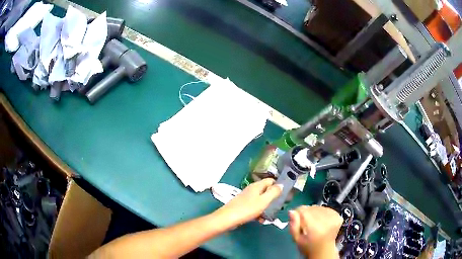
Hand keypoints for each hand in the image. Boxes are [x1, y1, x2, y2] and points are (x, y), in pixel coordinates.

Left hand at [213, 178, 281, 229]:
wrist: (227, 218)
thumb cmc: (248, 209)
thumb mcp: (264, 201)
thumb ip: (273, 192)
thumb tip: (281, 184)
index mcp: (257, 186)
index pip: (271, 180)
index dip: (278, 185)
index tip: (285, 194)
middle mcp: (251, 189)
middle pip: (266, 190)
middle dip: (273, 198)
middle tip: (280, 206)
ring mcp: (246, 197)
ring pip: (260, 200)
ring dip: (266, 207)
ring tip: (271, 216)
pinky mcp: (242, 205)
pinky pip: (254, 206)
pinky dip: (258, 211)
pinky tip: (260, 220)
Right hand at [289, 205, 341, 257]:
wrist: (323, 251)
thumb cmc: (308, 247)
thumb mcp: (296, 239)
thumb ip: (293, 226)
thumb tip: (292, 212)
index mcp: (314, 226)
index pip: (303, 209)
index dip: (297, 214)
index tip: (297, 221)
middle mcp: (325, 220)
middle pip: (311, 208)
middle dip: (306, 214)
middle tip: (306, 225)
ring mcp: (333, 216)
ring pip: (318, 207)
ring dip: (314, 213)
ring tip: (314, 224)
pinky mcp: (337, 215)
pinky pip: (325, 209)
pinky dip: (322, 214)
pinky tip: (321, 223)